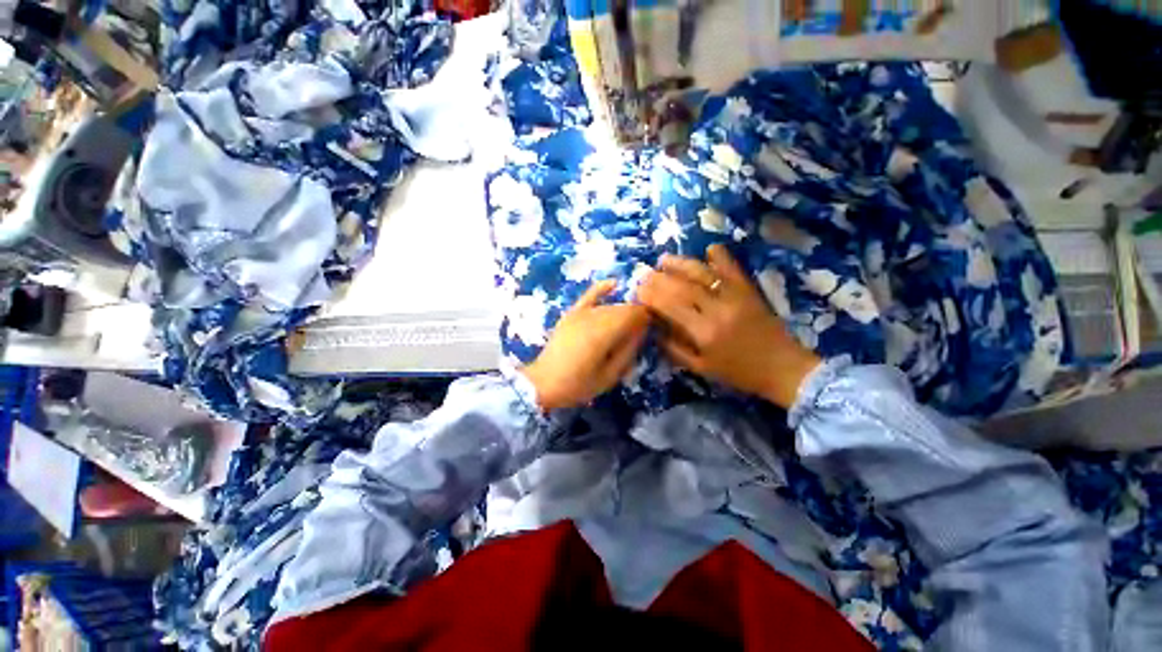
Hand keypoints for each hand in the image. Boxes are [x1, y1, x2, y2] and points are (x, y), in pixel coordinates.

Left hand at [522, 280, 650, 410]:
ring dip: (622, 311)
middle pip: (624, 308)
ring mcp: (580, 312)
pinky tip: (614, 284)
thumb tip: (643, 331)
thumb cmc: (578, 384)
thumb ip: (629, 350)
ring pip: (610, 305)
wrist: (543, 383)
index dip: (648, 318)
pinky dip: (602, 288)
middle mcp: (594, 316)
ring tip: (628, 325)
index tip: (653, 329)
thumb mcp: (610, 375)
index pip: (635, 313)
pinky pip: (589, 295)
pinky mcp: (571, 313)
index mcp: (604, 331)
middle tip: (640, 333)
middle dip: (636, 316)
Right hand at [638, 244, 820, 407]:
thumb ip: (675, 349)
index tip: (638, 291)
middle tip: (644, 274)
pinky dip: (720, 256)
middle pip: (682, 287)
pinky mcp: (748, 290)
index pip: (670, 307)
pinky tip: (709, 248)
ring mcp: (734, 297)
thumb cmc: (738, 372)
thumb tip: (654, 330)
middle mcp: (717, 310)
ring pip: (703, 273)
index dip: (651, 297)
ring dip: (681, 263)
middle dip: (659, 279)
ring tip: (664, 259)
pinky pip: (732, 269)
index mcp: (703, 332)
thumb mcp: (701, 368)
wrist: (783, 368)